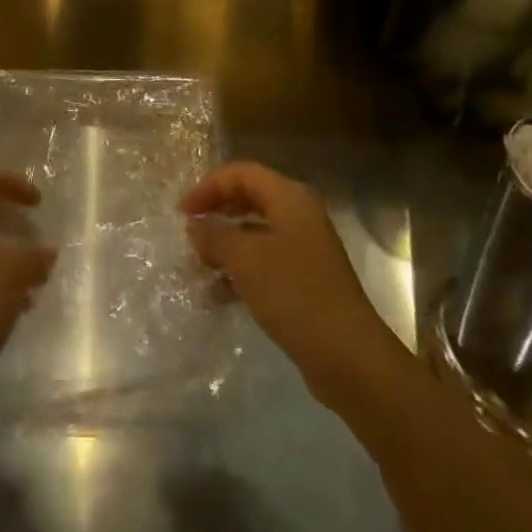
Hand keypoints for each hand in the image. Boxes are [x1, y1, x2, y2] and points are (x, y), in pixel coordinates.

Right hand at [182, 162, 394, 406]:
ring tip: (199, 265)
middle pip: (249, 199)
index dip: (208, 187)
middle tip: (189, 233)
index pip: (241, 174)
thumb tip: (195, 226)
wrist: (349, 358)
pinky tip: (220, 294)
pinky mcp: (306, 279)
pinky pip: (265, 261)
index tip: (182, 212)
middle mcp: (299, 215)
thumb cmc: (295, 295)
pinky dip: (241, 270)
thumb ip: (215, 237)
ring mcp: (305, 248)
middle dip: (216, 213)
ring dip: (226, 245)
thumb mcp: (245, 260)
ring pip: (255, 232)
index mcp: (290, 198)